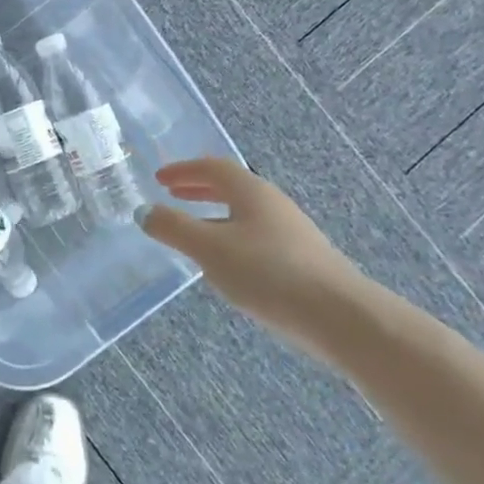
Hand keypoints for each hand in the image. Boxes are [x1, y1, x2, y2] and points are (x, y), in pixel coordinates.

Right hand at [141, 158, 367, 334]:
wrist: (339, 315)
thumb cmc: (269, 273)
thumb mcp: (210, 250)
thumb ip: (174, 229)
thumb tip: (144, 211)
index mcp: (251, 191)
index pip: (213, 168)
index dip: (183, 170)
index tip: (159, 179)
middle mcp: (272, 203)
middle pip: (231, 186)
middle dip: (199, 188)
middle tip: (172, 194)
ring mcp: (290, 231)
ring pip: (244, 212)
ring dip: (214, 213)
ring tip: (193, 230)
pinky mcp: (300, 258)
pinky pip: (255, 235)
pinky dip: (231, 235)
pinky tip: (227, 263)